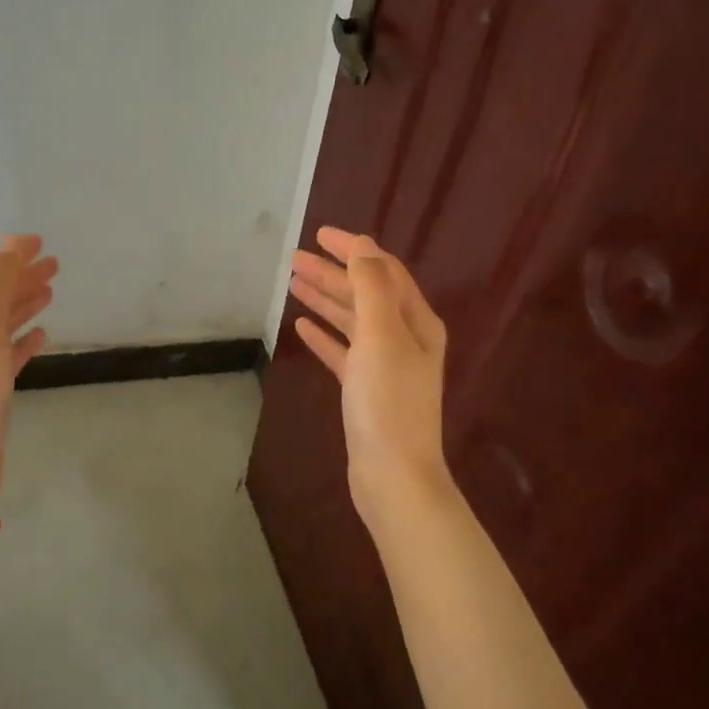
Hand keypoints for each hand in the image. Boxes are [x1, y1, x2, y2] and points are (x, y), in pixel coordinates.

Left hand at [0, 235, 58, 501]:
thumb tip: (10, 242)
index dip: (8, 256)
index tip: (40, 243)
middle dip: (20, 277)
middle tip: (54, 265)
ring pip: (1, 324)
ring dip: (23, 304)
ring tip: (51, 291)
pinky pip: (8, 354)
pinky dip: (24, 340)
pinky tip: (42, 335)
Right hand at [289, 227, 450, 525]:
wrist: (393, 474)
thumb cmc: (387, 401)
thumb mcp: (381, 335)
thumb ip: (371, 287)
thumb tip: (362, 247)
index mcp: (416, 320)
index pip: (383, 271)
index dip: (354, 249)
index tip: (319, 234)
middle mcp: (405, 337)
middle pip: (365, 293)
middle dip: (332, 272)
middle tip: (294, 258)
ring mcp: (385, 365)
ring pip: (352, 321)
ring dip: (325, 299)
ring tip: (292, 283)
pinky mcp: (366, 390)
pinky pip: (343, 351)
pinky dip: (325, 336)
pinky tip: (302, 326)